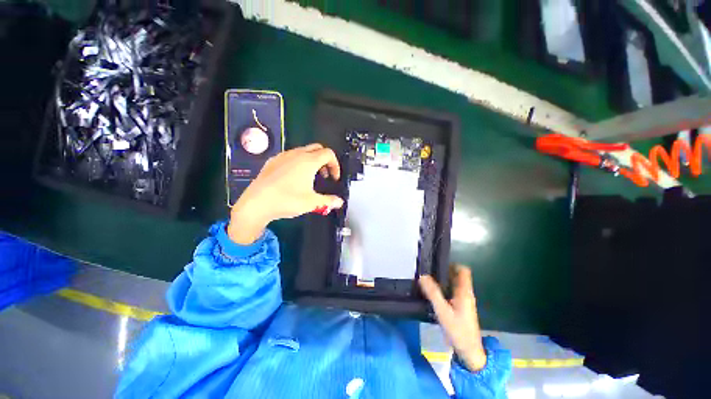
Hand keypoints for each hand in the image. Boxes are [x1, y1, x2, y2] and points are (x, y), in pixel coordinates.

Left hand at [228, 144, 343, 244]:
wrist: (256, 203)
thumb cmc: (287, 200)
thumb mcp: (312, 203)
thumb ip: (329, 201)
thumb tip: (340, 202)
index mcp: (309, 161)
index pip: (328, 154)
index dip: (335, 165)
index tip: (334, 178)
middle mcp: (296, 154)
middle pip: (317, 148)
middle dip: (325, 160)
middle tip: (324, 175)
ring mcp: (283, 156)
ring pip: (303, 151)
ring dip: (312, 160)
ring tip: (310, 177)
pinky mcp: (272, 161)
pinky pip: (290, 156)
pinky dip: (298, 162)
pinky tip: (293, 177)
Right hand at [419, 266, 486, 371]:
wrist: (469, 351)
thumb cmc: (458, 330)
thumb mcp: (443, 311)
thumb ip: (433, 293)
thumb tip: (422, 275)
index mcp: (464, 291)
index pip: (463, 270)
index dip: (452, 264)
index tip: (437, 263)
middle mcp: (465, 293)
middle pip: (456, 276)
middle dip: (443, 271)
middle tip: (428, 270)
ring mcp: (463, 301)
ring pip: (453, 284)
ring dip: (442, 280)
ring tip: (427, 279)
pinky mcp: (460, 308)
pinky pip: (451, 292)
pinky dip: (443, 289)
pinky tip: (432, 293)